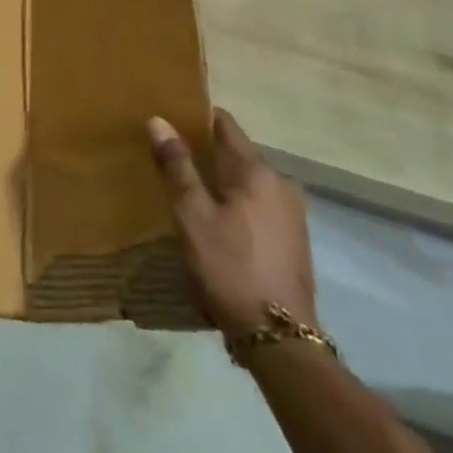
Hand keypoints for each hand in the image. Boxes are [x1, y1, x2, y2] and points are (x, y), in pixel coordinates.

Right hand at [147, 109, 317, 338]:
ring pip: (246, 180)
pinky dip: (234, 201)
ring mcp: (292, 211)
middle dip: (204, 151)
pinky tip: (214, 218)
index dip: (194, 117)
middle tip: (168, 156)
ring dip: (219, 179)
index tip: (167, 119)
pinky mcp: (293, 237)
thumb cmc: (228, 266)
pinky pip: (257, 202)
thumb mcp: (191, 214)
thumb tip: (159, 120)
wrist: (278, 336)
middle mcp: (280, 182)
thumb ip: (177, 165)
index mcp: (257, 171)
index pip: (224, 123)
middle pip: (236, 152)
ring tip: (186, 188)